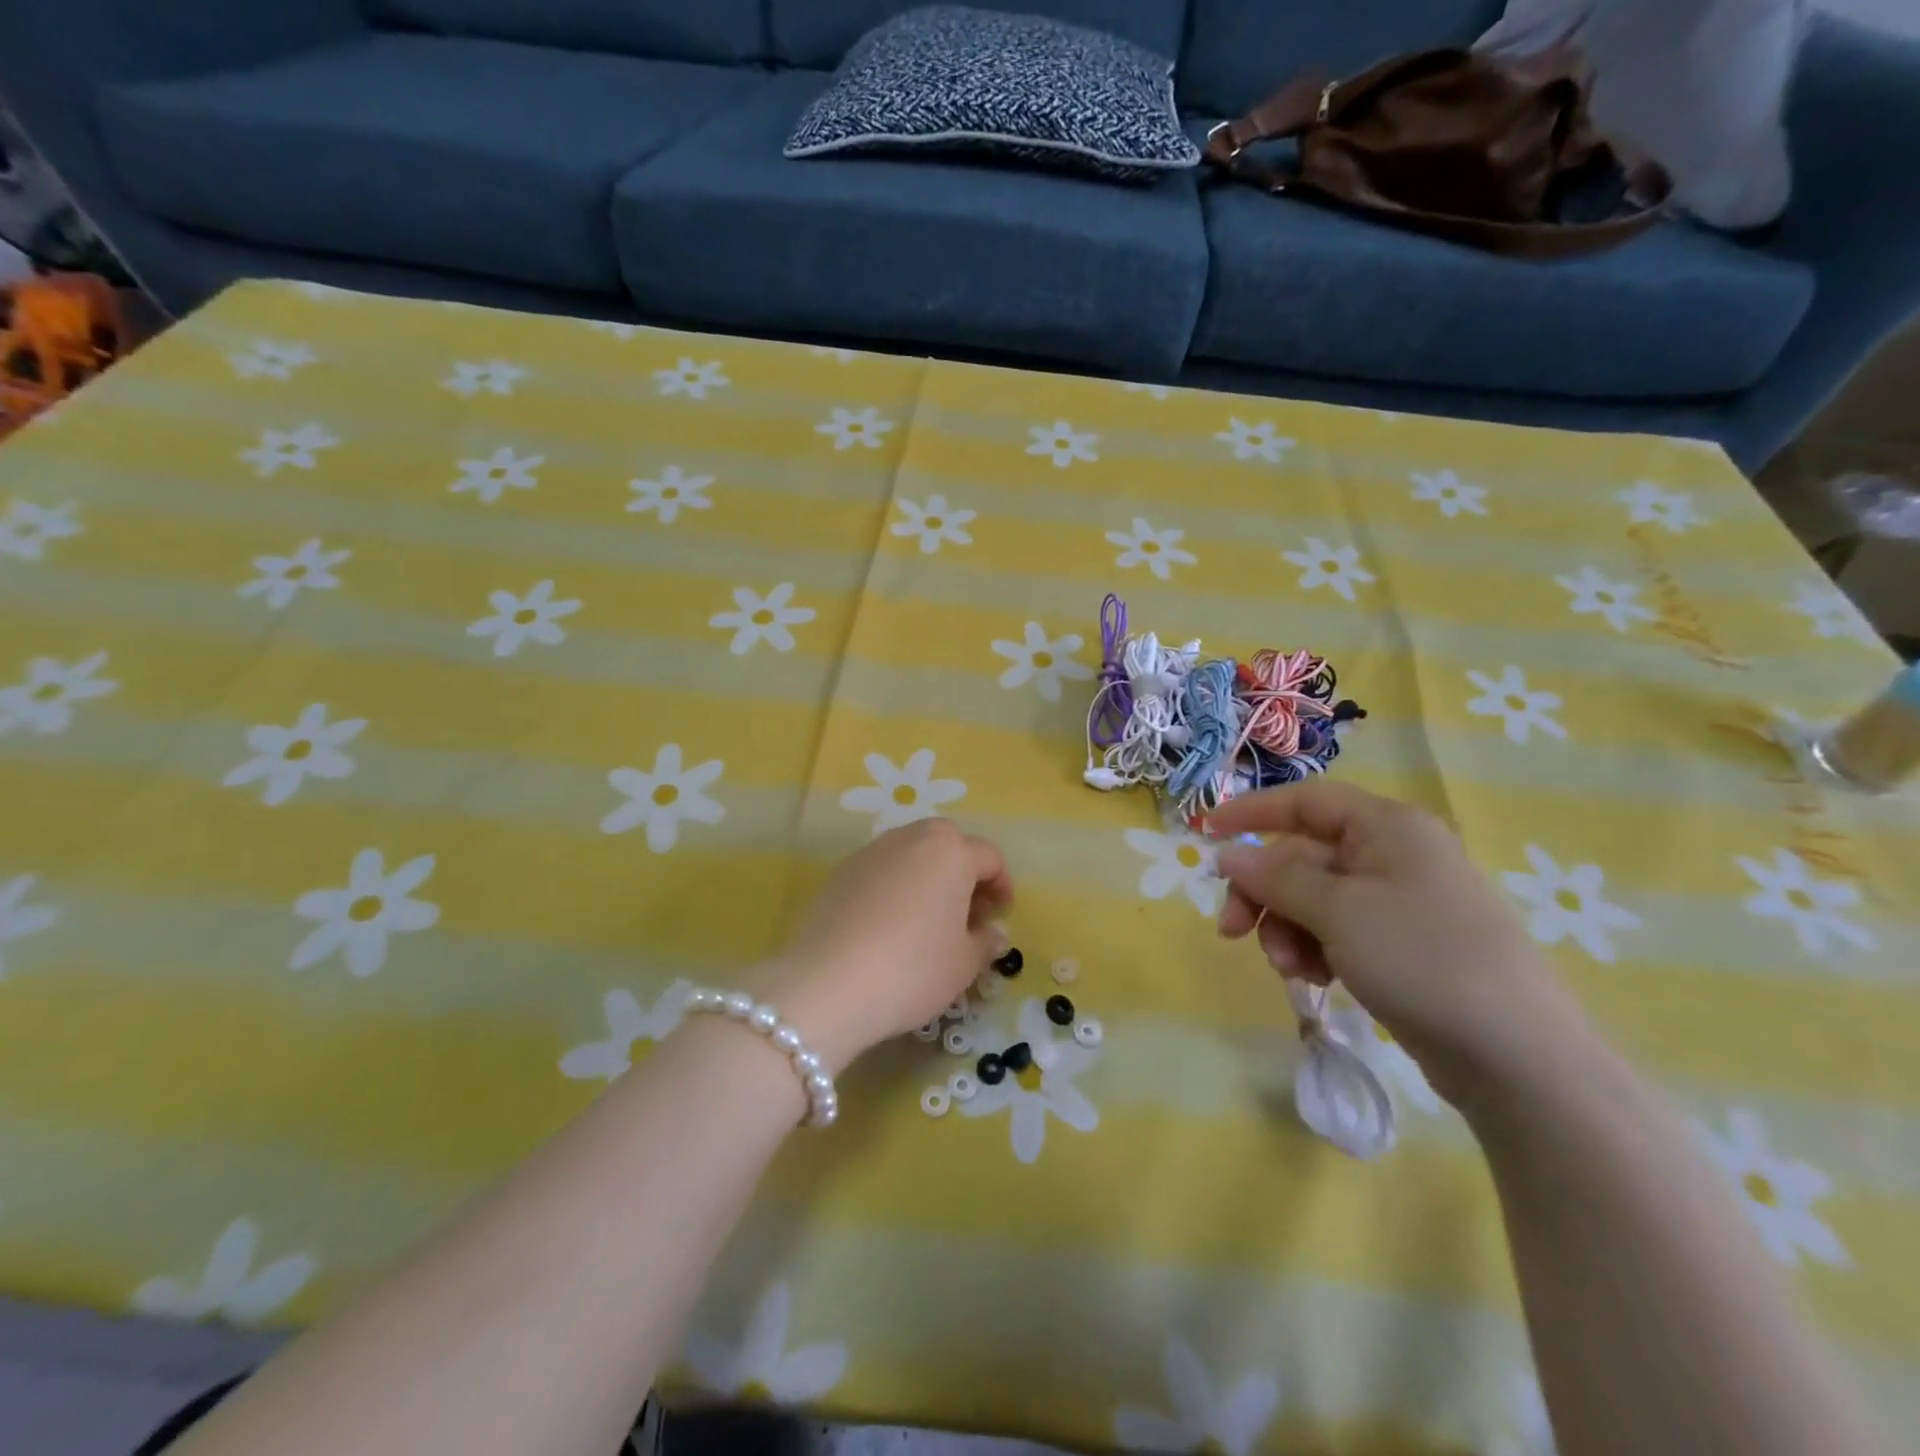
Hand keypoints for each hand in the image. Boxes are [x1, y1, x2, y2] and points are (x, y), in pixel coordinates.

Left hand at [749, 819, 1012, 1074]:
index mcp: (950, 853)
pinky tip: (889, 924)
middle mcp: (911, 839)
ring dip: (928, 875)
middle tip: (967, 912)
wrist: (828, 984)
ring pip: (911, 851)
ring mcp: (871, 852)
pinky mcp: (840, 872)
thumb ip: (985, 941)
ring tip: (928, 918)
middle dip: (964, 871)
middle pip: (948, 843)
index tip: (1000, 916)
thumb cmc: (912, 970)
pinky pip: (881, 869)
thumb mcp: (963, 964)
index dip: (1001, 885)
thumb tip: (994, 932)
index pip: (989, 857)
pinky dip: (895, 885)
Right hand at [1208, 781, 1591, 1107]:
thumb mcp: (1337, 911)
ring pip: (1313, 899)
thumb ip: (1275, 878)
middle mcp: (1393, 854)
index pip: (1305, 801)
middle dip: (1264, 894)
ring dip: (1286, 929)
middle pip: (1302, 857)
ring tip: (1289, 968)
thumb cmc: (1421, 958)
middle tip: (1231, 930)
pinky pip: (1337, 930)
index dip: (1252, 812)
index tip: (1205, 832)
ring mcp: (1399, 902)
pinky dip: (1315, 949)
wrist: (1517, 1056)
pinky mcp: (1401, 945)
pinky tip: (1315, 979)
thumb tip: (1227, 853)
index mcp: (1387, 827)